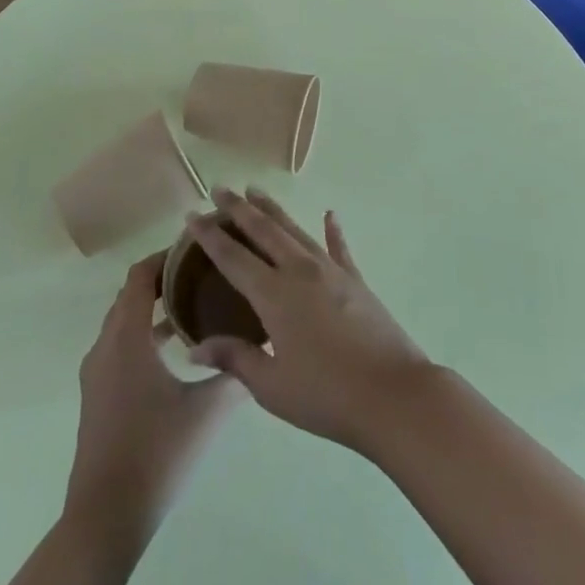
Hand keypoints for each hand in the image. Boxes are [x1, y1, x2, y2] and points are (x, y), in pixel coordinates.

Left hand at [64, 252, 243, 549]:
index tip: (198, 248)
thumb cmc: (156, 454)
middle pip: (131, 294)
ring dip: (155, 308)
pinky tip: (177, 352)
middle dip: (164, 278)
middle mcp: (105, 347)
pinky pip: (120, 346)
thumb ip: (235, 375)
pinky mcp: (97, 397)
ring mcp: (97, 374)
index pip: (140, 276)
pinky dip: (145, 335)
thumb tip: (262, 350)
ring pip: (124, 322)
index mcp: (127, 338)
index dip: (166, 255)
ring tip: (196, 305)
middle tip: (204, 272)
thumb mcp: (207, 411)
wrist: (104, 520)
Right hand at [186, 188, 434, 452]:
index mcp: (274, 295)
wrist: (392, 393)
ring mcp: (331, 271)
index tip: (192, 215)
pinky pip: (339, 247)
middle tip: (220, 189)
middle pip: (264, 231)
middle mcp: (300, 271)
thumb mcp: (272, 386)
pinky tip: (330, 214)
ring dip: (274, 210)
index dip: (210, 236)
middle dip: (239, 209)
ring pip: (295, 230)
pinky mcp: (356, 280)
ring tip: (256, 191)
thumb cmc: (326, 395)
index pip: (233, 258)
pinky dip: (332, 230)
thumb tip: (196, 347)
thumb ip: (236, 359)